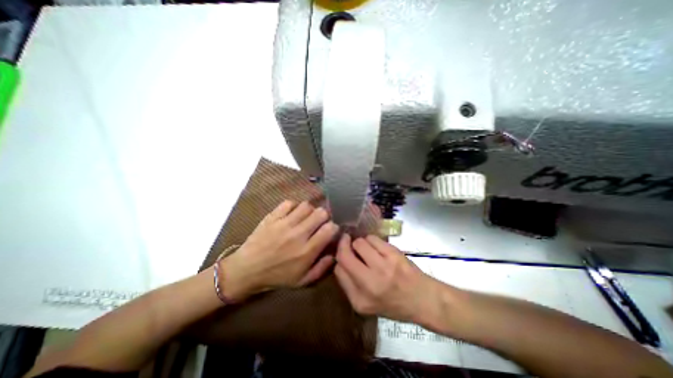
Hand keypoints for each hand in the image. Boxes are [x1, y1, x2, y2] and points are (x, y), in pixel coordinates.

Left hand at [220, 200, 338, 301]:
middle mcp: (298, 234)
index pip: (329, 229)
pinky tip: (291, 214)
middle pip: (320, 213)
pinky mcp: (272, 217)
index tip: (329, 230)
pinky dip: (293, 206)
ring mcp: (284, 223)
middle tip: (319, 222)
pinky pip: (288, 203)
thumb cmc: (276, 277)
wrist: (246, 270)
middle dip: (324, 216)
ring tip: (305, 217)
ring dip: (309, 210)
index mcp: (307, 251)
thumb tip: (334, 254)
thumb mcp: (302, 281)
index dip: (333, 227)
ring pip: (306, 205)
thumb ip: (322, 268)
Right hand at [334, 234, 438, 321]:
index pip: (338, 270)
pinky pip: (372, 238)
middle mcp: (370, 283)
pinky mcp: (393, 254)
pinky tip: (376, 247)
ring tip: (366, 248)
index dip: (338, 259)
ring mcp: (383, 266)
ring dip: (359, 243)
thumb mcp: (366, 304)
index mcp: (360, 299)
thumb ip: (348, 284)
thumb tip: (340, 261)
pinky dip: (370, 240)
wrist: (423, 299)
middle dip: (343, 244)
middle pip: (344, 255)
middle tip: (345, 240)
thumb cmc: (393, 303)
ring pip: (359, 243)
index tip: (342, 254)